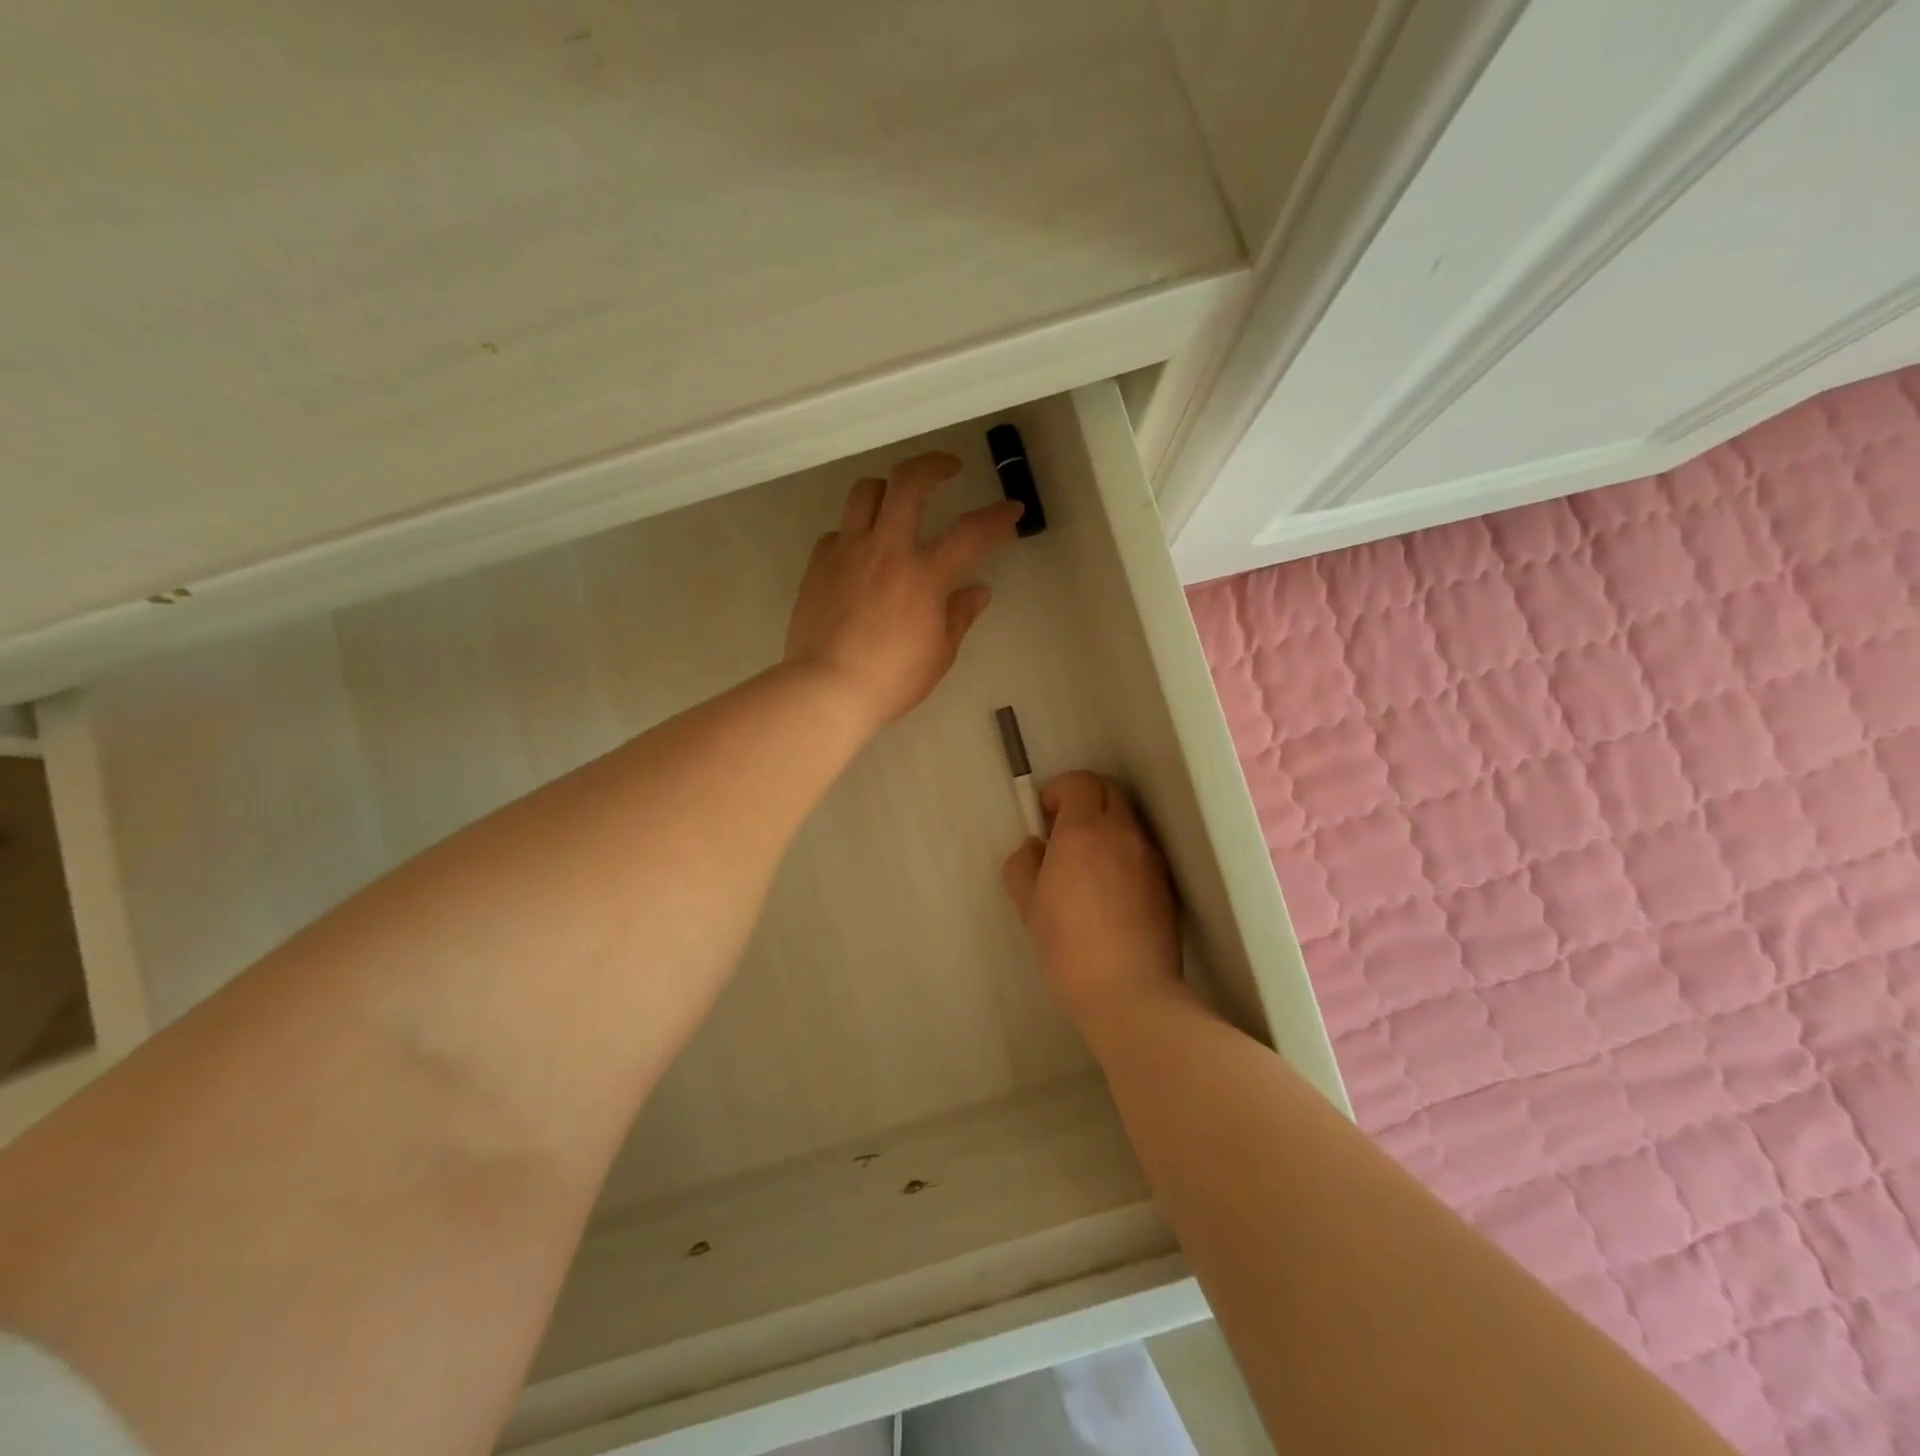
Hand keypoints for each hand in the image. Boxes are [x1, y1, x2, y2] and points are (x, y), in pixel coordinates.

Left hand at [786, 451, 1022, 730]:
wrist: (826, 689)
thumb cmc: (891, 679)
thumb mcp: (939, 654)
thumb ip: (959, 616)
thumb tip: (978, 591)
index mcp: (924, 575)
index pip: (971, 532)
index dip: (997, 517)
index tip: (1011, 510)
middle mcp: (886, 550)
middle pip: (909, 482)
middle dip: (934, 465)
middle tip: (948, 468)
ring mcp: (847, 552)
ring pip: (866, 492)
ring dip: (888, 488)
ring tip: (898, 501)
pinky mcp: (818, 565)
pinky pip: (838, 531)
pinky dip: (856, 533)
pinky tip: (862, 553)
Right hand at [1001, 771, 1184, 1032]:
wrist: (1129, 991)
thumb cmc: (1068, 946)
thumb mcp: (1028, 904)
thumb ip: (1023, 863)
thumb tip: (1036, 848)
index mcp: (1084, 831)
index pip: (1080, 782)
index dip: (1059, 789)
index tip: (1045, 814)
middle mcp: (1122, 833)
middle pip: (1109, 789)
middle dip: (1085, 797)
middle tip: (1064, 828)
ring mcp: (1149, 856)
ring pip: (1128, 817)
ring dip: (1106, 821)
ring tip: (1087, 859)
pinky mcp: (1166, 881)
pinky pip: (1142, 846)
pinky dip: (1123, 847)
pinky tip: (1110, 885)